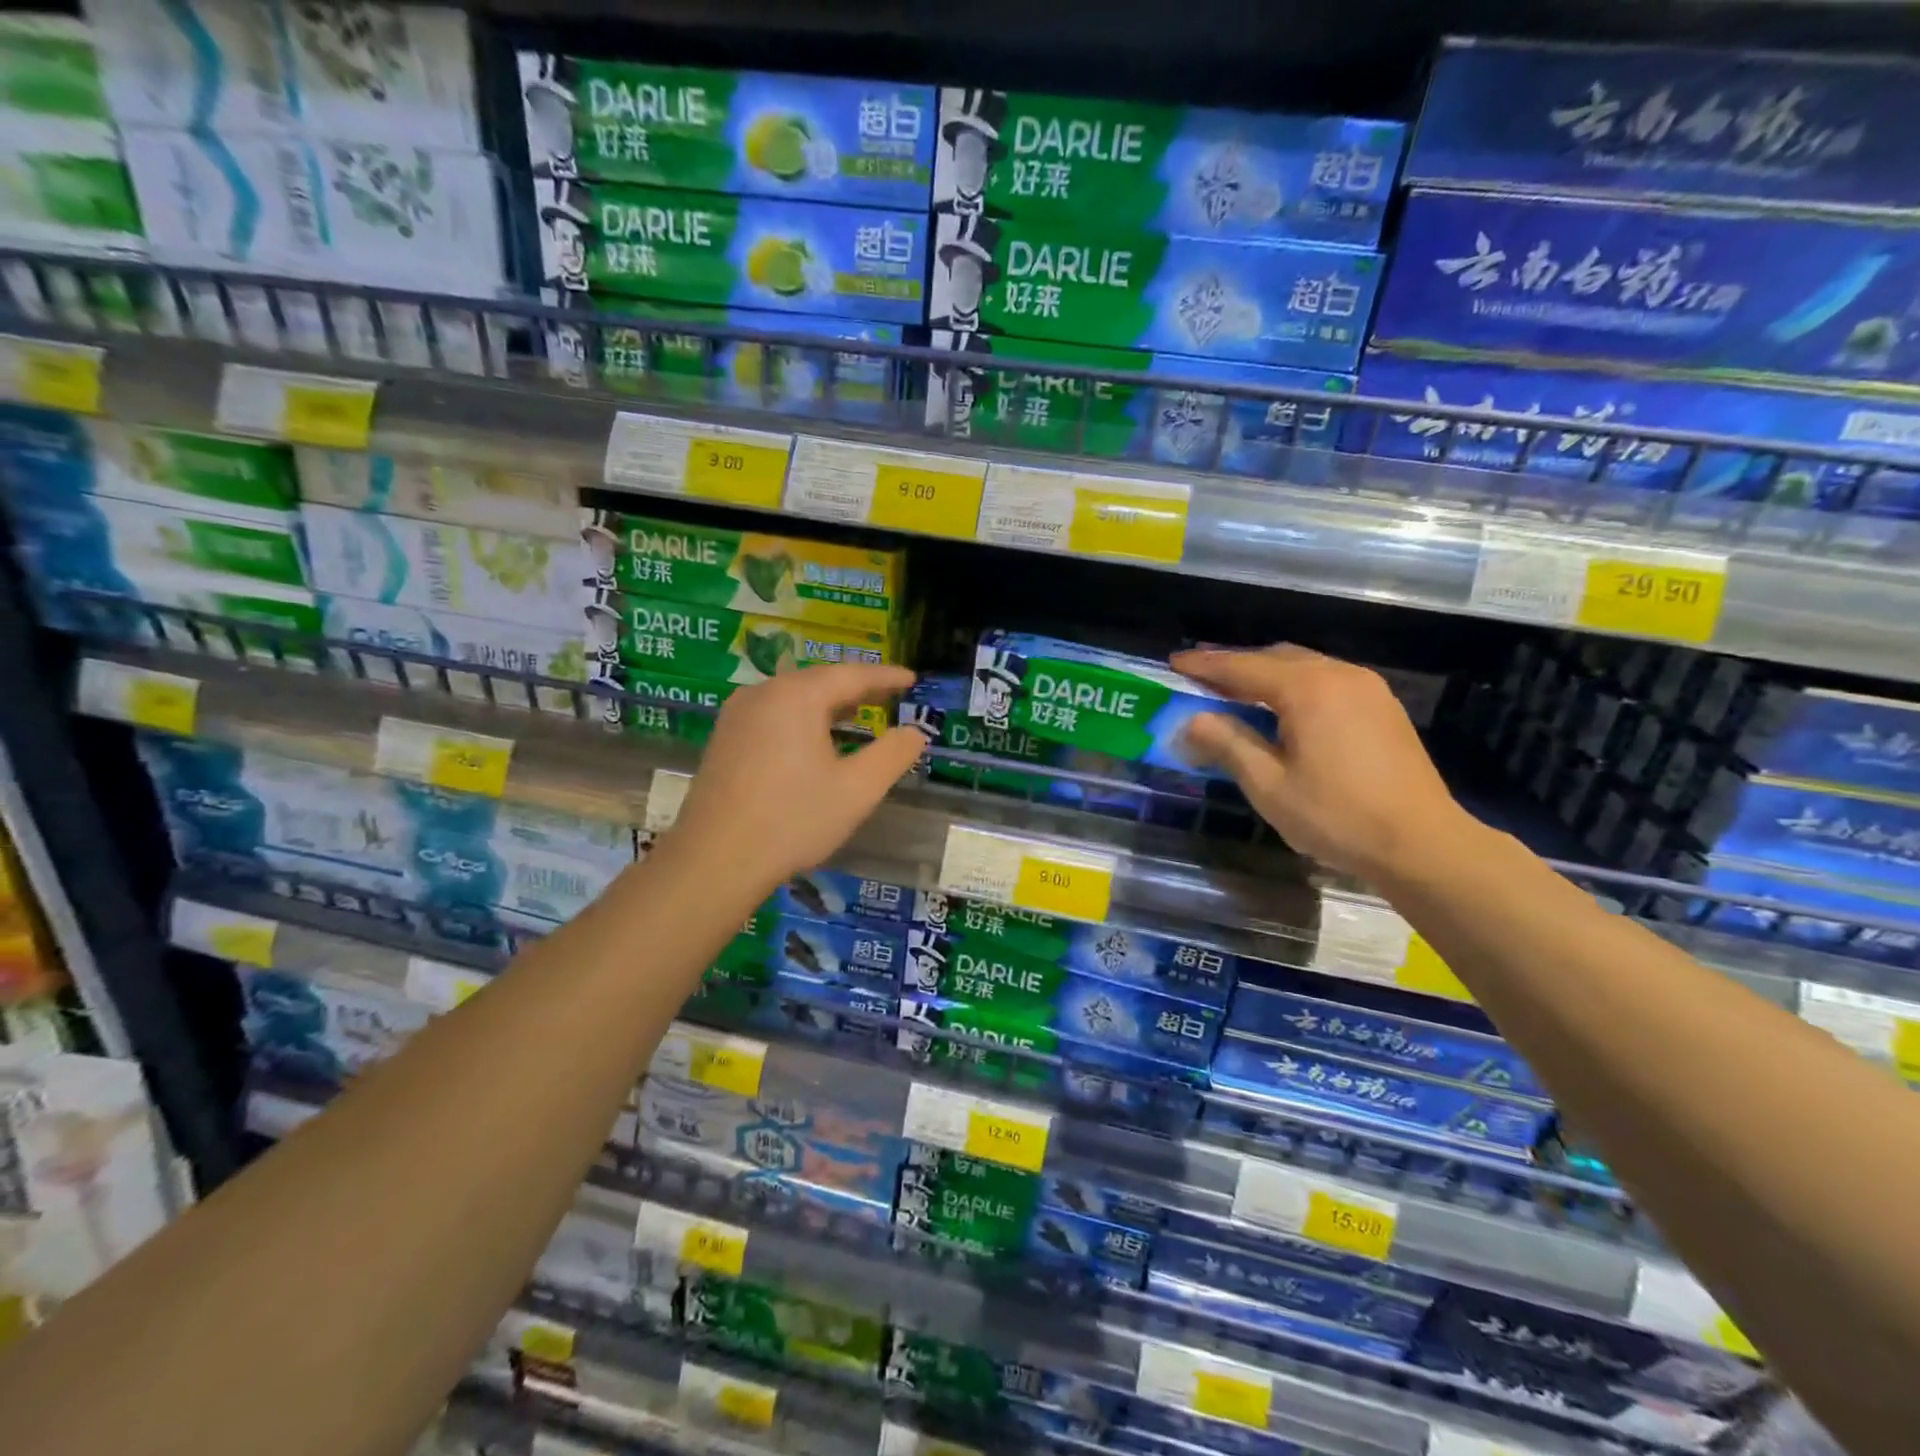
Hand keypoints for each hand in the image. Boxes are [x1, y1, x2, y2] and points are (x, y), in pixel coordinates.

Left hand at [669, 664, 925, 892]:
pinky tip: (815, 739)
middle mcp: (763, 693)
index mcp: (797, 696)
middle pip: (819, 680)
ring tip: (859, 713)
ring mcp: (737, 715)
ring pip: (794, 696)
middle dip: (857, 687)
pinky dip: (804, 718)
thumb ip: (893, 754)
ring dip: (829, 703)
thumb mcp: (857, 790)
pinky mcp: (725, 739)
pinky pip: (774, 714)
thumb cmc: (793, 820)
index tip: (912, 679)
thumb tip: (915, 732)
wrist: (714, 861)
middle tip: (890, 695)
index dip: (886, 677)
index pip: (852, 675)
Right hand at [1171, 645, 1469, 883]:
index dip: (1205, 664)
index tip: (1174, 662)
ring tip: (1237, 694)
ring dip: (1266, 675)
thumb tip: (1192, 720)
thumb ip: (1227, 743)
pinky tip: (1283, 711)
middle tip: (1201, 680)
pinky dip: (1295, 686)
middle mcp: (1339, 675)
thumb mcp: (1268, 785)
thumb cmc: (1337, 816)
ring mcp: (1367, 688)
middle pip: (1275, 657)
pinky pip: (1327, 681)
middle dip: (1235, 665)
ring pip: (1304, 667)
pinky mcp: (1382, 707)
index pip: (1242, 666)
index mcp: (1307, 689)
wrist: (1422, 844)